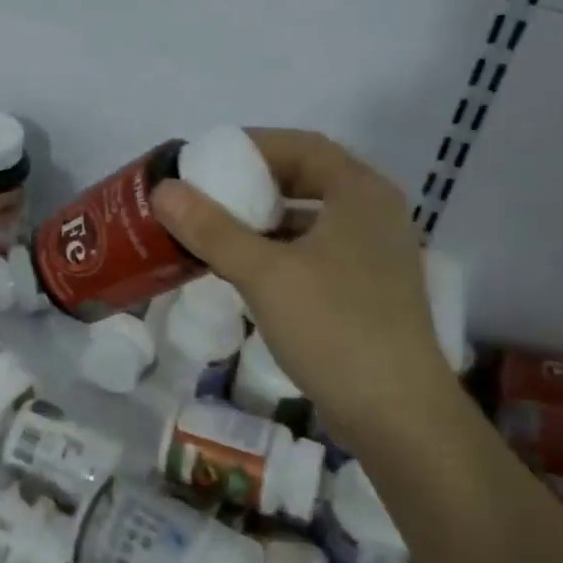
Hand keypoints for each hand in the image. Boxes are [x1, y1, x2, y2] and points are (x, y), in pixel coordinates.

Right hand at [151, 129, 451, 446]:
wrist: (398, 417)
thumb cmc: (335, 329)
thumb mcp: (265, 274)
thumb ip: (212, 229)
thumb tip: (164, 190)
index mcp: (361, 194)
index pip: (303, 146)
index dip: (253, 145)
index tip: (208, 159)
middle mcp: (374, 214)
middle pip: (307, 179)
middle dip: (254, 182)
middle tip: (207, 192)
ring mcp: (375, 254)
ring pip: (310, 219)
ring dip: (264, 219)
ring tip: (217, 228)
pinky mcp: (368, 289)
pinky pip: (316, 251)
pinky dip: (280, 250)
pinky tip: (245, 269)